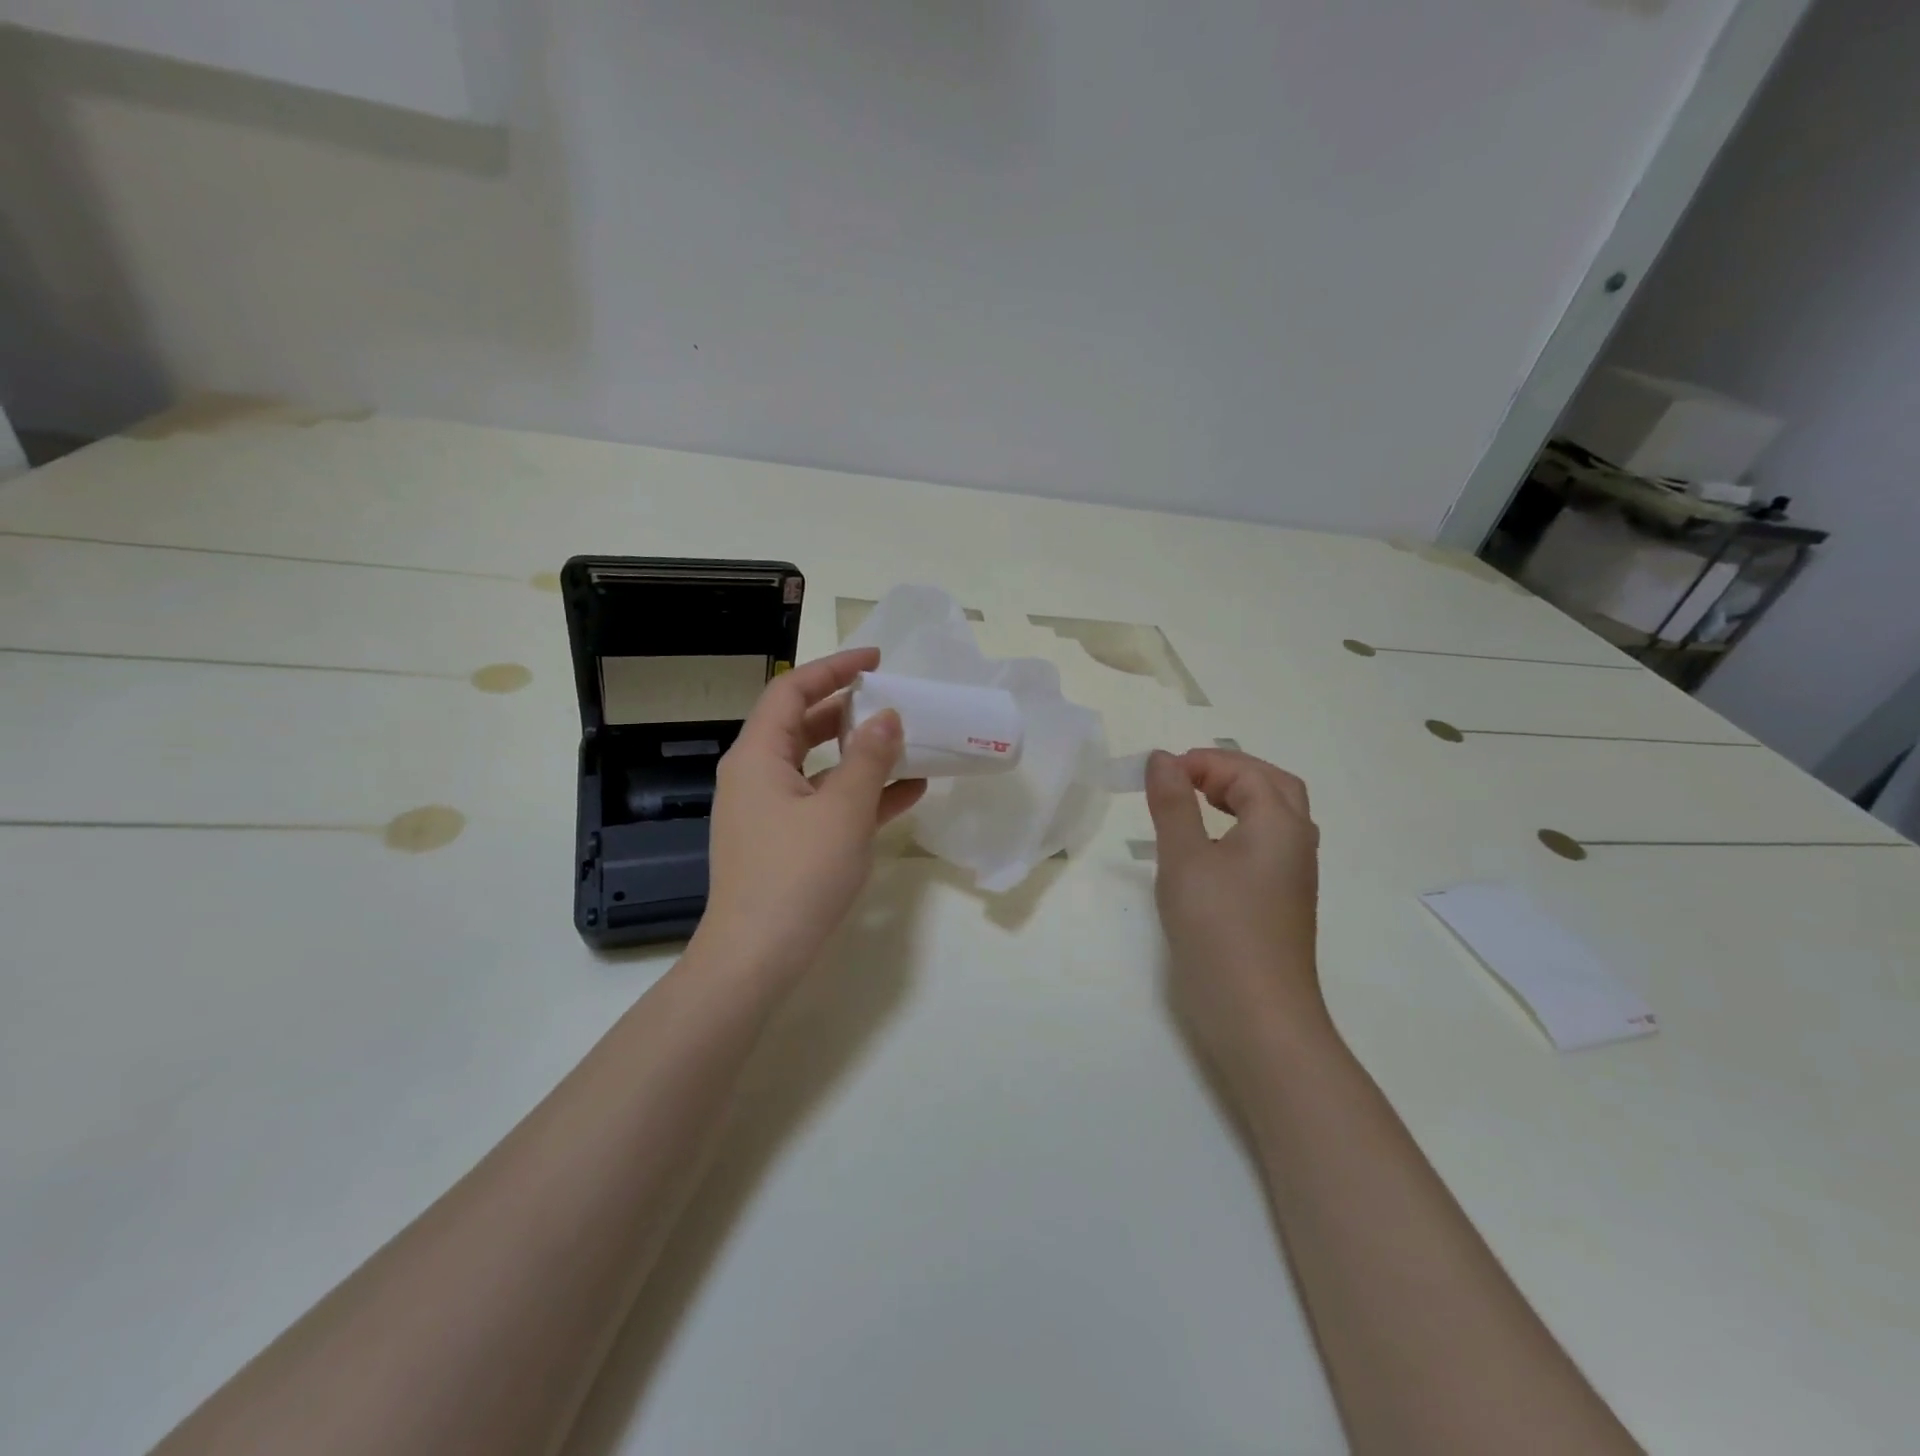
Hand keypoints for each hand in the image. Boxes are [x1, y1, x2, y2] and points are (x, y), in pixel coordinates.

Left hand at [692, 648, 926, 990]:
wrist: (757, 958)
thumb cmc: (797, 875)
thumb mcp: (842, 810)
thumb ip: (869, 758)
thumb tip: (886, 717)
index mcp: (758, 756)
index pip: (792, 690)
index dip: (833, 668)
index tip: (876, 659)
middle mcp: (756, 775)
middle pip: (802, 725)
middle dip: (848, 709)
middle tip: (892, 700)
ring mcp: (768, 811)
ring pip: (817, 766)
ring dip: (859, 754)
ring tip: (906, 744)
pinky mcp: (783, 842)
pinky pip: (822, 802)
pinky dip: (858, 794)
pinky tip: (905, 795)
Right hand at [1145, 748, 1327, 1077]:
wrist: (1257, 1014)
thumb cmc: (1218, 927)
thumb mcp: (1184, 858)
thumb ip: (1172, 803)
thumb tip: (1161, 758)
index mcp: (1280, 824)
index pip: (1246, 772)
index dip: (1204, 763)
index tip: (1160, 774)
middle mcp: (1296, 843)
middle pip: (1273, 787)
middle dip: (1230, 772)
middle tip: (1186, 778)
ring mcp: (1294, 876)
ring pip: (1275, 817)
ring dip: (1239, 798)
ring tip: (1196, 802)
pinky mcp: (1282, 903)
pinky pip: (1268, 846)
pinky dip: (1240, 828)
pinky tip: (1210, 850)